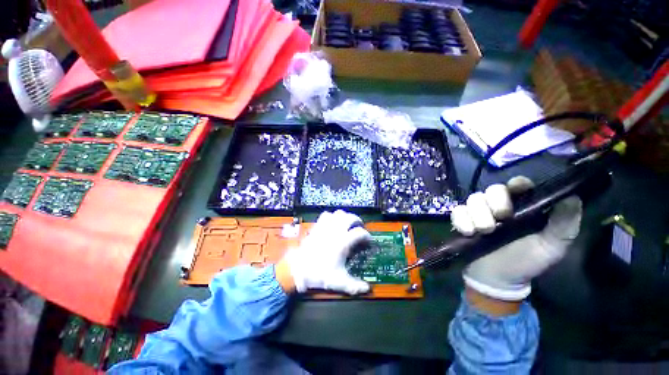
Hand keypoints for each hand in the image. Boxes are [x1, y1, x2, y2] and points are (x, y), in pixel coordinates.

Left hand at [280, 210, 370, 294]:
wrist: (298, 268)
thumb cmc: (319, 273)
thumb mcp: (339, 281)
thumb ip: (354, 286)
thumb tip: (367, 289)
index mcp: (343, 242)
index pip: (360, 233)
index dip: (367, 236)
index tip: (368, 241)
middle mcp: (336, 231)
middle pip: (351, 217)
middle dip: (358, 221)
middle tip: (359, 228)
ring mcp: (326, 227)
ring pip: (339, 213)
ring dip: (345, 216)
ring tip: (347, 223)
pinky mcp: (318, 226)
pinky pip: (326, 215)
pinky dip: (332, 216)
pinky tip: (333, 223)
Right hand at [450, 176, 582, 300]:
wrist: (497, 279)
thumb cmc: (526, 261)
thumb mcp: (552, 246)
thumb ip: (564, 223)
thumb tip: (572, 196)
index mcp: (522, 207)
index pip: (518, 185)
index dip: (517, 184)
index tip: (517, 189)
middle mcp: (498, 206)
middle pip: (492, 189)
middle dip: (495, 202)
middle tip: (500, 219)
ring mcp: (478, 213)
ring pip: (473, 199)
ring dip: (478, 214)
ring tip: (484, 231)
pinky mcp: (462, 221)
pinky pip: (457, 212)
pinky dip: (461, 220)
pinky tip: (468, 232)